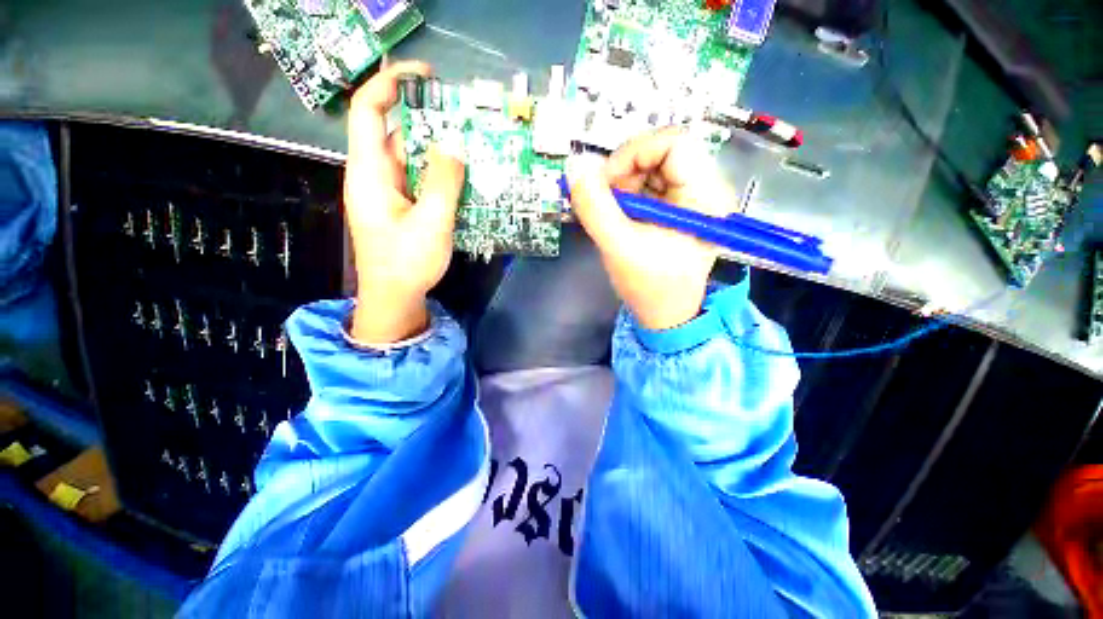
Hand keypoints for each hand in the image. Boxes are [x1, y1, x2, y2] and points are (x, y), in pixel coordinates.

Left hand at [344, 60, 465, 343]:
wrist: (394, 297)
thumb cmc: (407, 263)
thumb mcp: (432, 223)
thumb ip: (444, 183)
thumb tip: (454, 145)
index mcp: (370, 173)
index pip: (368, 111)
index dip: (391, 84)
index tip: (425, 75)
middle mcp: (375, 176)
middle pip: (395, 133)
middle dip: (427, 120)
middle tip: (464, 120)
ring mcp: (389, 193)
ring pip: (411, 159)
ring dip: (438, 151)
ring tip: (471, 147)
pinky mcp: (401, 207)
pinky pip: (419, 180)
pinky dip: (439, 174)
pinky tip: (462, 178)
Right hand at [566, 128, 735, 330]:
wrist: (665, 314)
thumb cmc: (649, 287)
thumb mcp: (618, 247)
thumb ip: (594, 207)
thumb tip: (575, 165)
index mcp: (704, 196)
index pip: (674, 141)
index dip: (634, 154)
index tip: (608, 183)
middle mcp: (705, 188)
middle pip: (661, 151)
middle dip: (625, 173)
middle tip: (608, 202)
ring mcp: (692, 197)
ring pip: (652, 166)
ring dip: (624, 185)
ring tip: (614, 214)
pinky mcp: (678, 206)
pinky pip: (649, 183)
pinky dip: (627, 194)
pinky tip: (621, 216)